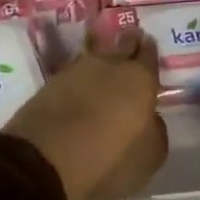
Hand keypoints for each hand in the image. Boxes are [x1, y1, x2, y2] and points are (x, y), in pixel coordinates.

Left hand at [1, 28, 167, 199]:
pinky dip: (81, 74)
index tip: (149, 43)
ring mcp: (76, 70)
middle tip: (131, 40)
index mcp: (139, 79)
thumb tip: (150, 118)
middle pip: (121, 46)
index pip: (149, 55)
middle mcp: (110, 65)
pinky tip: (82, 80)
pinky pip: (74, 71)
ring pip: (95, 54)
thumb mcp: (149, 156)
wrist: (44, 159)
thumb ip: (155, 130)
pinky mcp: (51, 82)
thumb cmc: (108, 160)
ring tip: (106, 60)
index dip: (150, 50)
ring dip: (102, 54)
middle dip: (128, 43)